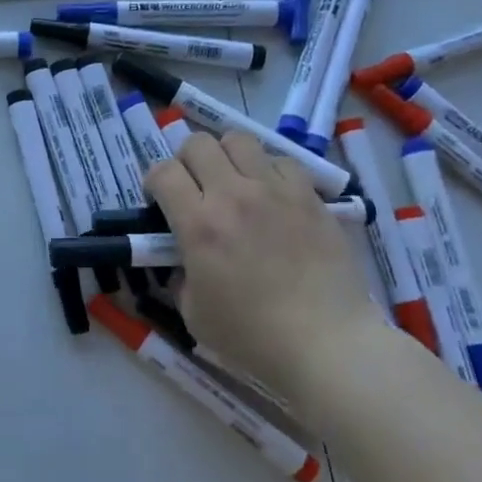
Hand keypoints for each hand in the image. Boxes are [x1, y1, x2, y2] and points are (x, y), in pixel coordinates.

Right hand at [146, 132, 380, 400]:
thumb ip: (180, 277)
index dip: (154, 182)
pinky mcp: (309, 196)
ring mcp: (275, 191)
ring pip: (239, 140)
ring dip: (227, 156)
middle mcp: (233, 196)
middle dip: (187, 160)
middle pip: (198, 143)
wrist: (326, 342)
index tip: (160, 201)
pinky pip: (282, 161)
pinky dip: (269, 171)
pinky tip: (272, 196)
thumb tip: (183, 261)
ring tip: (233, 182)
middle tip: (194, 187)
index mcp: (198, 225)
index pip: (163, 172)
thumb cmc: (253, 337)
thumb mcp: (194, 314)